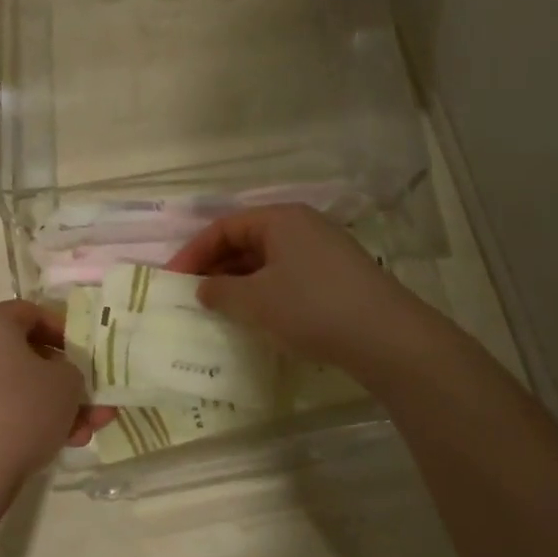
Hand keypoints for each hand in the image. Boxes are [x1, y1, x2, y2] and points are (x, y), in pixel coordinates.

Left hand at [0, 301, 111, 496]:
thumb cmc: (20, 411)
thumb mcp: (67, 383)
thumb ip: (74, 369)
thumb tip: (60, 376)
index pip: (32, 312)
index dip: (65, 330)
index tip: (86, 354)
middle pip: (27, 353)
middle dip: (65, 379)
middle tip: (93, 399)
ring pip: (17, 386)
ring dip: (54, 405)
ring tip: (86, 431)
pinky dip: (28, 419)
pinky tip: (60, 444)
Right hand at [167, 206, 420, 370]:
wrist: (386, 337)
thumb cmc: (311, 307)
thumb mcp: (255, 300)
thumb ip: (219, 291)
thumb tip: (203, 288)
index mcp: (280, 219)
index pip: (224, 227)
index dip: (193, 252)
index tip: (171, 280)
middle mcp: (302, 226)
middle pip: (246, 241)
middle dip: (215, 267)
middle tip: (190, 296)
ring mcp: (323, 251)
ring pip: (267, 261)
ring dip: (238, 282)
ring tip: (218, 309)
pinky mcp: (336, 277)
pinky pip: (287, 276)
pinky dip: (264, 292)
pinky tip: (255, 318)